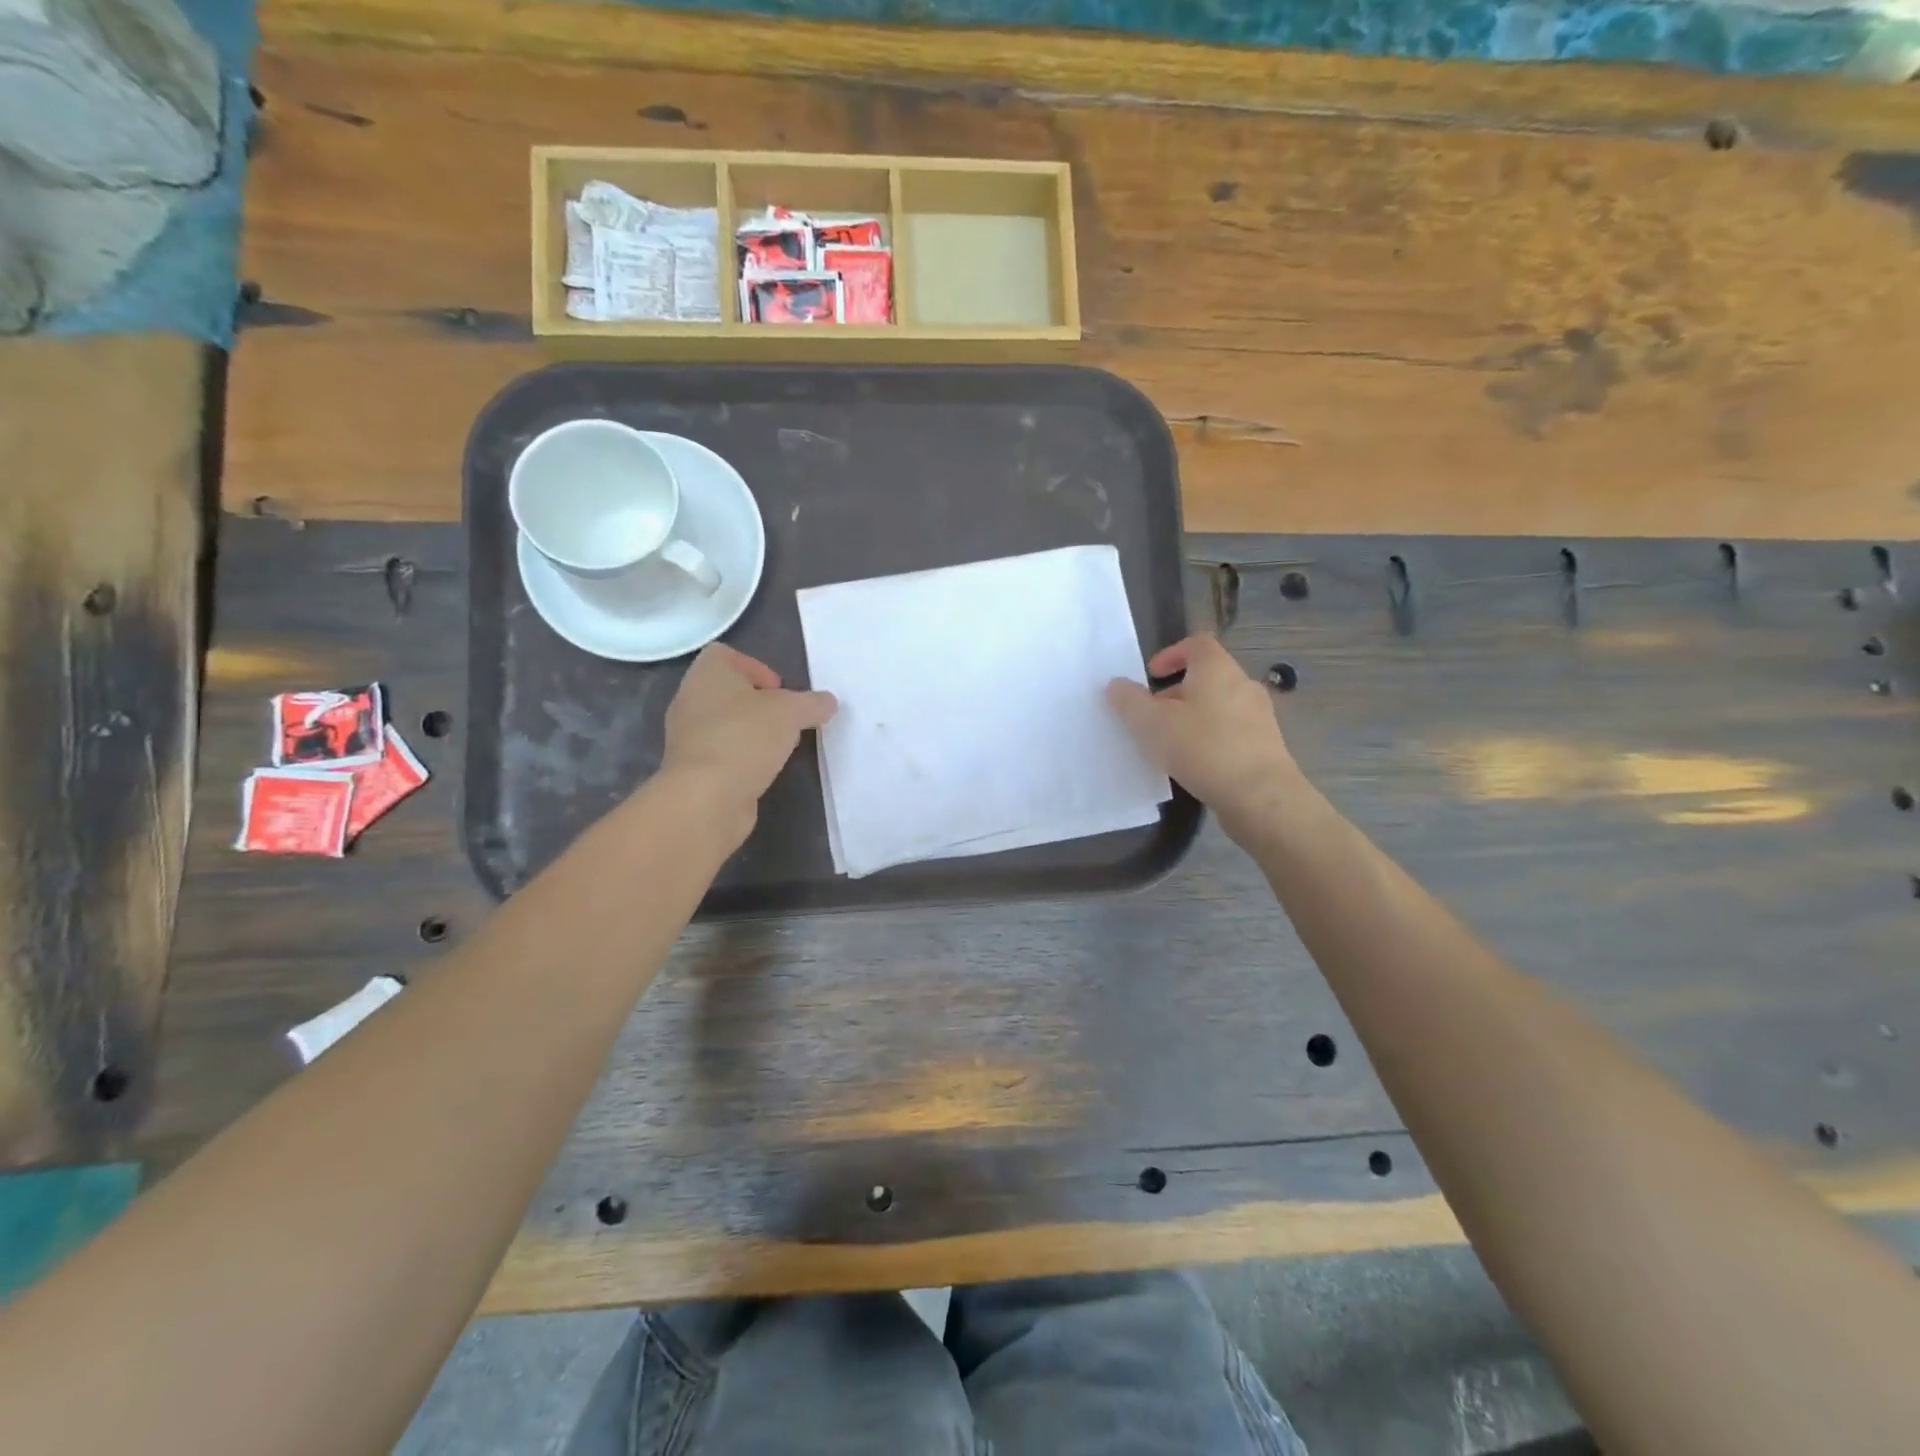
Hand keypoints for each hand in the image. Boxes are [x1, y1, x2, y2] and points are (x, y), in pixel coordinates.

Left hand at [660, 644, 835, 824]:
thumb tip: (828, 702)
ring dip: (751, 732)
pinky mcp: (692, 769)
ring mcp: (687, 737)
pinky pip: (722, 753)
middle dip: (759, 703)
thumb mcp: (791, 713)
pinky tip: (762, 771)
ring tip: (779, 747)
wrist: (707, 797)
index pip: (725, 654)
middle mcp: (690, 700)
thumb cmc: (745, 738)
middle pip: (728, 691)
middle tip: (786, 719)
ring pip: (725, 723)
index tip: (780, 689)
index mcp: (707, 674)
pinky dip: (742, 758)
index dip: (756, 666)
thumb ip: (812, 703)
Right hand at [1106, 635, 1298, 831]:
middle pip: (1207, 677)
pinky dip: (1210, 739)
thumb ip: (1129, 701)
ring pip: (1219, 706)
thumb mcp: (1152, 724)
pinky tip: (1195, 764)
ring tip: (1170, 744)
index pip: (1196, 644)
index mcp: (1217, 669)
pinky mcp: (1266, 746)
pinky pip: (1231, 732)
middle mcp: (1243, 685)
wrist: (1260, 796)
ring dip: (1193, 717)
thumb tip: (1116, 685)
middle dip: (1176, 692)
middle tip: (1152, 716)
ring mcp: (1260, 716)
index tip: (1151, 676)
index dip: (1171, 654)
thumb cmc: (1203, 748)